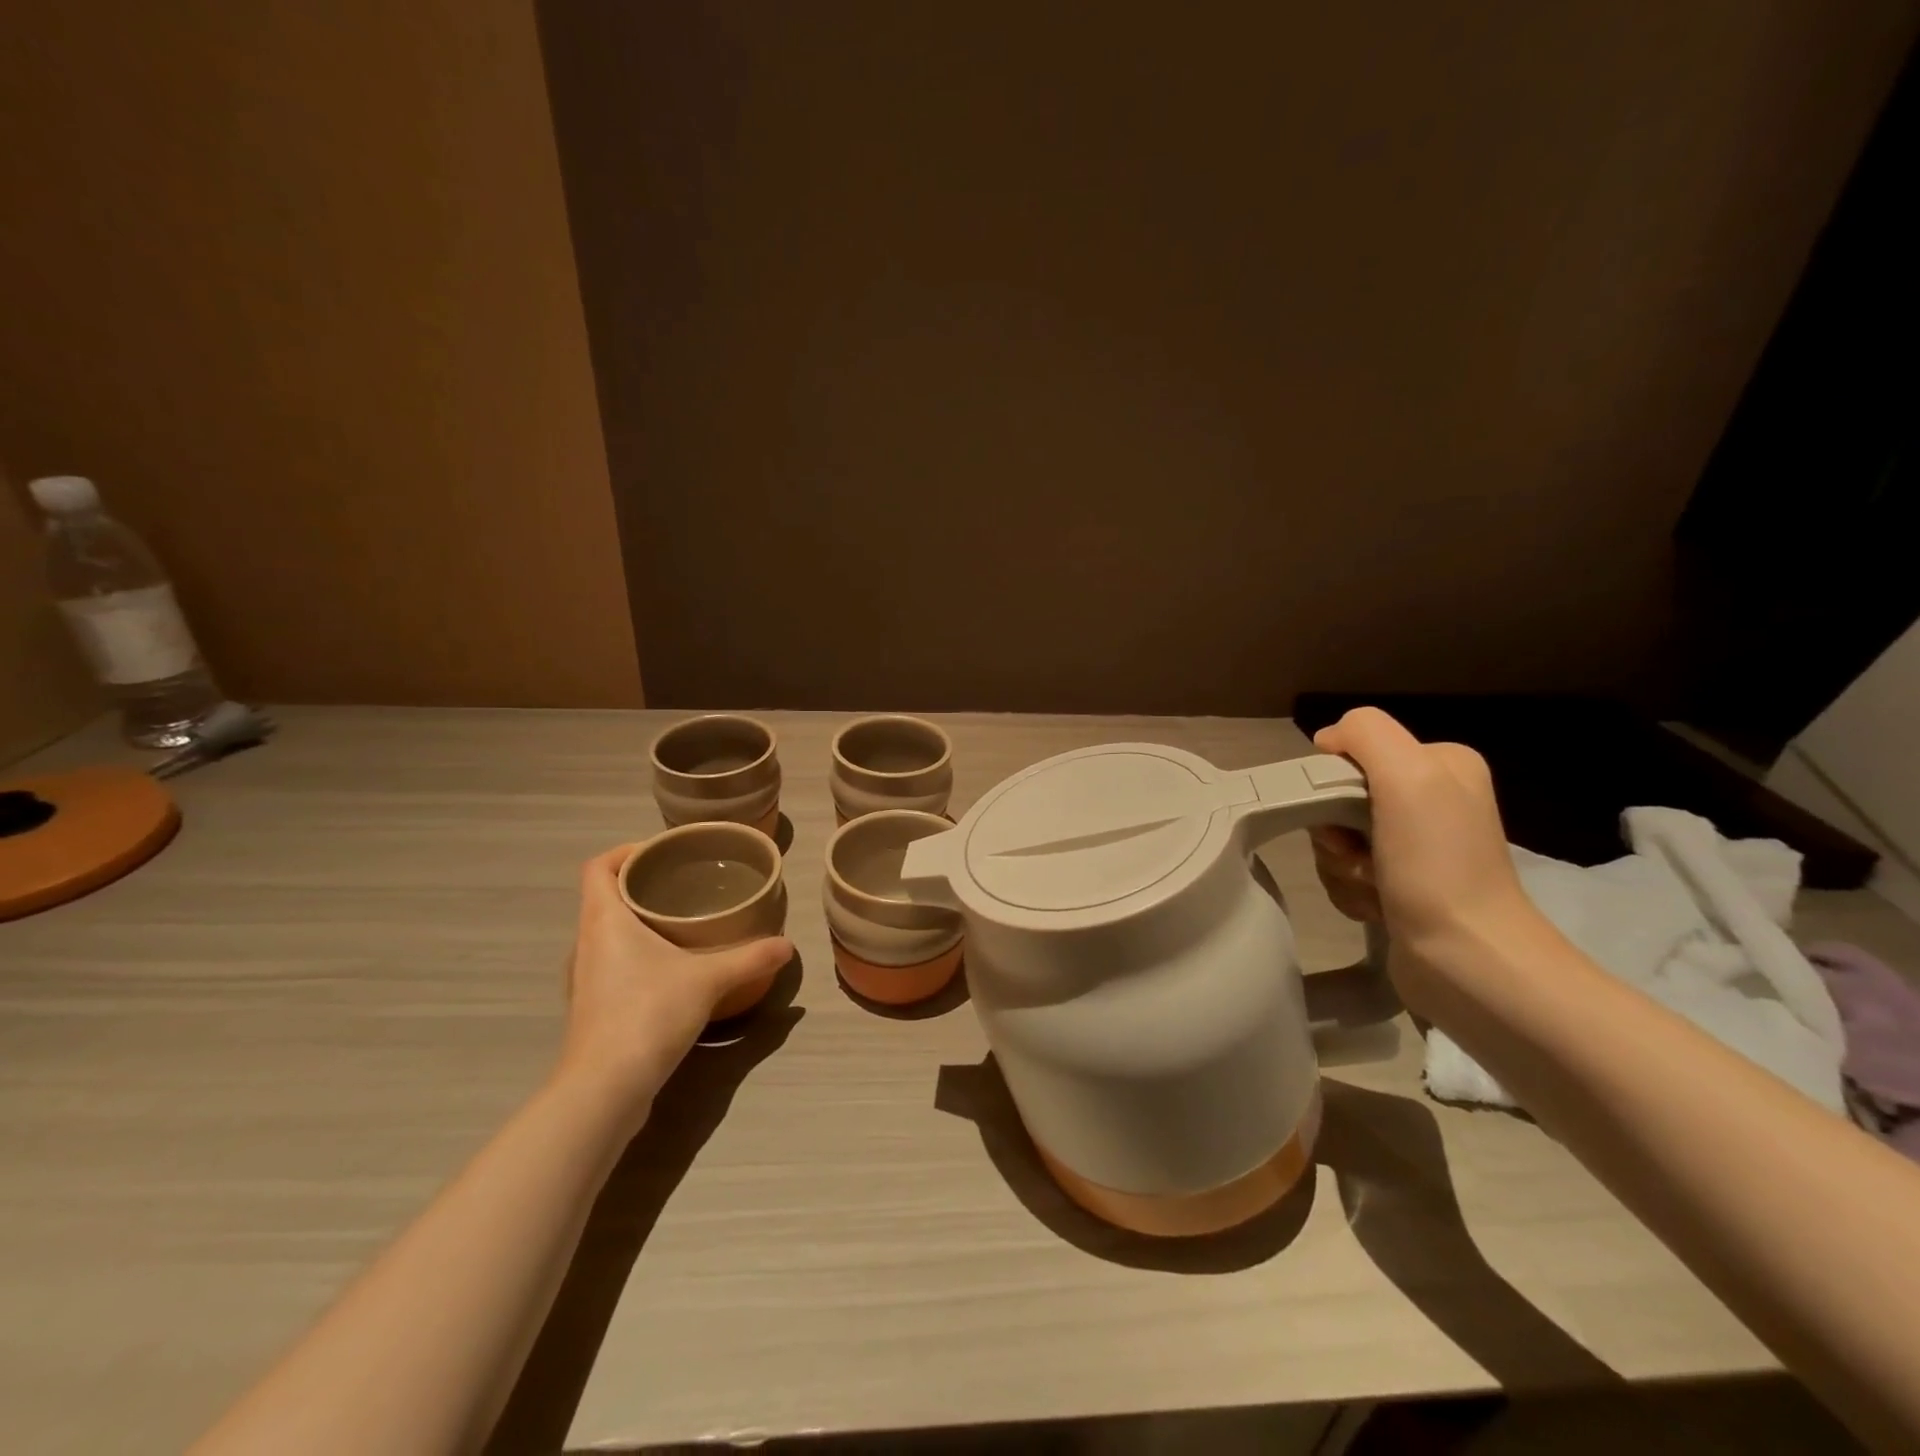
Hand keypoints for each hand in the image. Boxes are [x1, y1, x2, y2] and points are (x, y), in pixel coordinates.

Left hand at [554, 845, 792, 1127]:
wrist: (604, 1089)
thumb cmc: (648, 1014)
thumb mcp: (709, 980)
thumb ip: (750, 958)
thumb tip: (787, 946)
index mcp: (603, 920)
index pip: (598, 867)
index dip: (626, 852)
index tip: (663, 853)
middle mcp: (585, 943)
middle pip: (603, 897)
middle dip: (641, 886)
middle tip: (685, 885)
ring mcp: (583, 979)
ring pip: (606, 934)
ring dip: (637, 923)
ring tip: (680, 924)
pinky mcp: (591, 1009)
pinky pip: (611, 964)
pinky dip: (635, 955)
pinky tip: (669, 971)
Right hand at [1308, 707, 1544, 1011]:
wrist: (1468, 960)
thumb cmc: (1437, 865)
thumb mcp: (1409, 775)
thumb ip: (1365, 733)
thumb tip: (1326, 742)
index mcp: (1441, 764)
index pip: (1353, 752)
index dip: (1333, 783)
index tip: (1346, 817)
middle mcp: (1432, 798)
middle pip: (1339, 797)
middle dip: (1334, 831)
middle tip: (1357, 856)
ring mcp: (1417, 845)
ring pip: (1336, 837)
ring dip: (1339, 865)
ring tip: (1371, 887)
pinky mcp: (1401, 884)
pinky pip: (1345, 872)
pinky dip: (1349, 889)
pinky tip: (1374, 906)